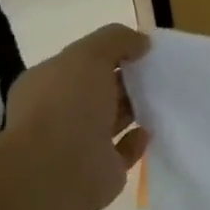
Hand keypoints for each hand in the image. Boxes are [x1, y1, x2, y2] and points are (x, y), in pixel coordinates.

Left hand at [2, 23, 151, 209]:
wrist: (59, 169)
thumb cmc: (67, 104)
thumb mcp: (89, 55)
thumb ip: (116, 40)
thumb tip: (142, 41)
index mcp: (47, 83)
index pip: (80, 64)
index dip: (109, 54)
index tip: (142, 50)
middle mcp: (59, 112)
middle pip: (98, 91)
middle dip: (125, 81)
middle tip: (159, 72)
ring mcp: (79, 144)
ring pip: (112, 120)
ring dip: (134, 110)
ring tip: (161, 98)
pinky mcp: (101, 170)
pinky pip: (124, 151)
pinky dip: (137, 141)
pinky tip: (150, 130)